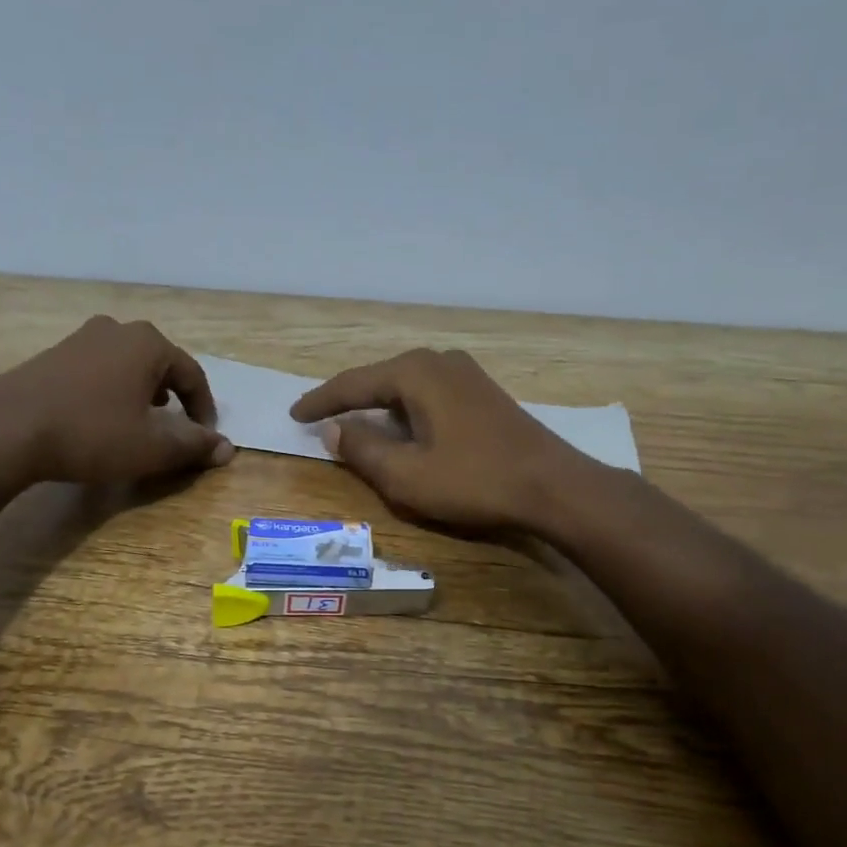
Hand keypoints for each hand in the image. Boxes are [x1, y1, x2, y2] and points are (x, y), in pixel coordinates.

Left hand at [0, 316, 233, 485]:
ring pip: (127, 364)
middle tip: (175, 426)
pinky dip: (111, 391)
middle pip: (160, 363)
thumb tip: (226, 448)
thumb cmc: (92, 433)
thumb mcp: (152, 447)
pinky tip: (101, 417)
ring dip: (142, 392)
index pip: (192, 375)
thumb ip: (194, 446)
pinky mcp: (52, 355)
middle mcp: (117, 330)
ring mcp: (80, 339)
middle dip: (174, 396)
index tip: (204, 438)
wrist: (7, 430)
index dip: (204, 410)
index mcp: (148, 344)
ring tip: (141, 422)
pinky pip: (98, 370)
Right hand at [290, 348, 590, 529]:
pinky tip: (404, 428)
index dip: (320, 402)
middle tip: (321, 419)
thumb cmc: (474, 480)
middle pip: (379, 379)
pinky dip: (406, 411)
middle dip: (349, 400)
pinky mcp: (483, 392)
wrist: (553, 485)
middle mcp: (438, 361)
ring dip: (379, 406)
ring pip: (406, 386)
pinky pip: (429, 394)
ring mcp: (466, 374)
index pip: (352, 384)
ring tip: (356, 424)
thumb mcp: (406, 475)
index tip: (293, 414)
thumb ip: (363, 449)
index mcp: (414, 373)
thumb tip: (333, 430)